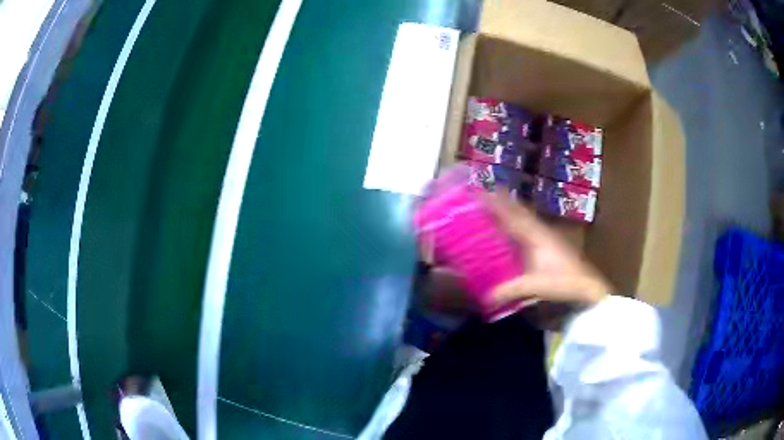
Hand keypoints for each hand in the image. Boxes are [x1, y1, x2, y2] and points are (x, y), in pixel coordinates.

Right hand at [482, 192, 610, 306]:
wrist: (587, 286)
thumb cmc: (562, 282)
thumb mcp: (534, 286)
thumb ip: (509, 290)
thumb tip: (485, 297)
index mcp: (535, 236)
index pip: (512, 214)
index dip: (497, 203)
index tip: (481, 192)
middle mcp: (540, 230)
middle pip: (519, 211)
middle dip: (503, 201)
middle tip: (485, 194)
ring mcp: (547, 235)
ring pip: (526, 217)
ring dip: (511, 209)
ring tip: (496, 204)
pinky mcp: (550, 243)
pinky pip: (530, 226)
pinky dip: (519, 221)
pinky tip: (514, 227)